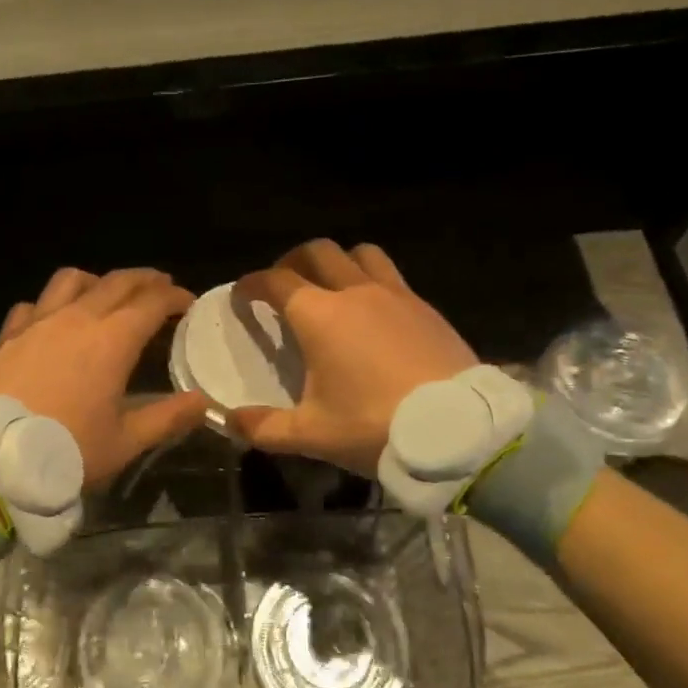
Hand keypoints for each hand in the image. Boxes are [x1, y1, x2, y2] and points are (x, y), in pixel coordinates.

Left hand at [0, 267, 210, 488]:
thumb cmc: (67, 452)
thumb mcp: (126, 442)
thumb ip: (168, 418)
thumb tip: (204, 401)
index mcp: (112, 340)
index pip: (152, 302)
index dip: (175, 297)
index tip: (189, 302)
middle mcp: (77, 319)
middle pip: (117, 282)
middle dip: (145, 280)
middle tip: (161, 287)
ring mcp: (38, 322)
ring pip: (71, 280)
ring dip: (98, 281)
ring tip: (107, 294)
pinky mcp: (8, 336)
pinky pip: (34, 304)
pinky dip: (51, 304)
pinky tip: (54, 321)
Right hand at [229, 240, 475, 474]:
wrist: (457, 430)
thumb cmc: (374, 426)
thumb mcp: (311, 435)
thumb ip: (264, 427)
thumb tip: (229, 420)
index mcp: (318, 315)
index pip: (275, 281)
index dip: (252, 284)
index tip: (242, 296)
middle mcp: (354, 291)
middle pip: (317, 252)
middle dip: (292, 262)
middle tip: (283, 285)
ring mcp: (395, 294)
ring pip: (360, 254)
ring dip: (338, 262)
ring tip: (331, 287)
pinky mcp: (425, 307)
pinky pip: (392, 276)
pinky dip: (372, 281)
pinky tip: (374, 313)